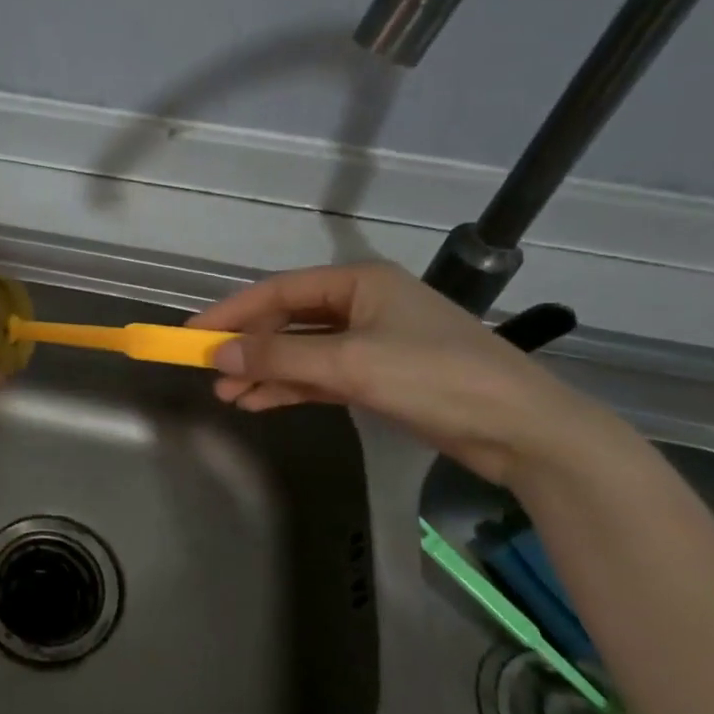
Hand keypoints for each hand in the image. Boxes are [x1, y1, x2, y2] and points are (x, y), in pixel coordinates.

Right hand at [189, 260, 615, 485]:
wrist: (521, 430)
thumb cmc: (435, 377)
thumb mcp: (350, 364)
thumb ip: (279, 358)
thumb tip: (217, 355)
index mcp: (358, 282)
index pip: (278, 292)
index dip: (231, 312)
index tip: (191, 335)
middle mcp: (361, 304)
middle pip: (287, 321)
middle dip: (247, 348)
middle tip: (206, 371)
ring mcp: (371, 342)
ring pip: (301, 352)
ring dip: (264, 372)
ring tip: (227, 395)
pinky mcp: (379, 376)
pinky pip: (320, 376)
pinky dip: (290, 388)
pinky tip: (258, 403)